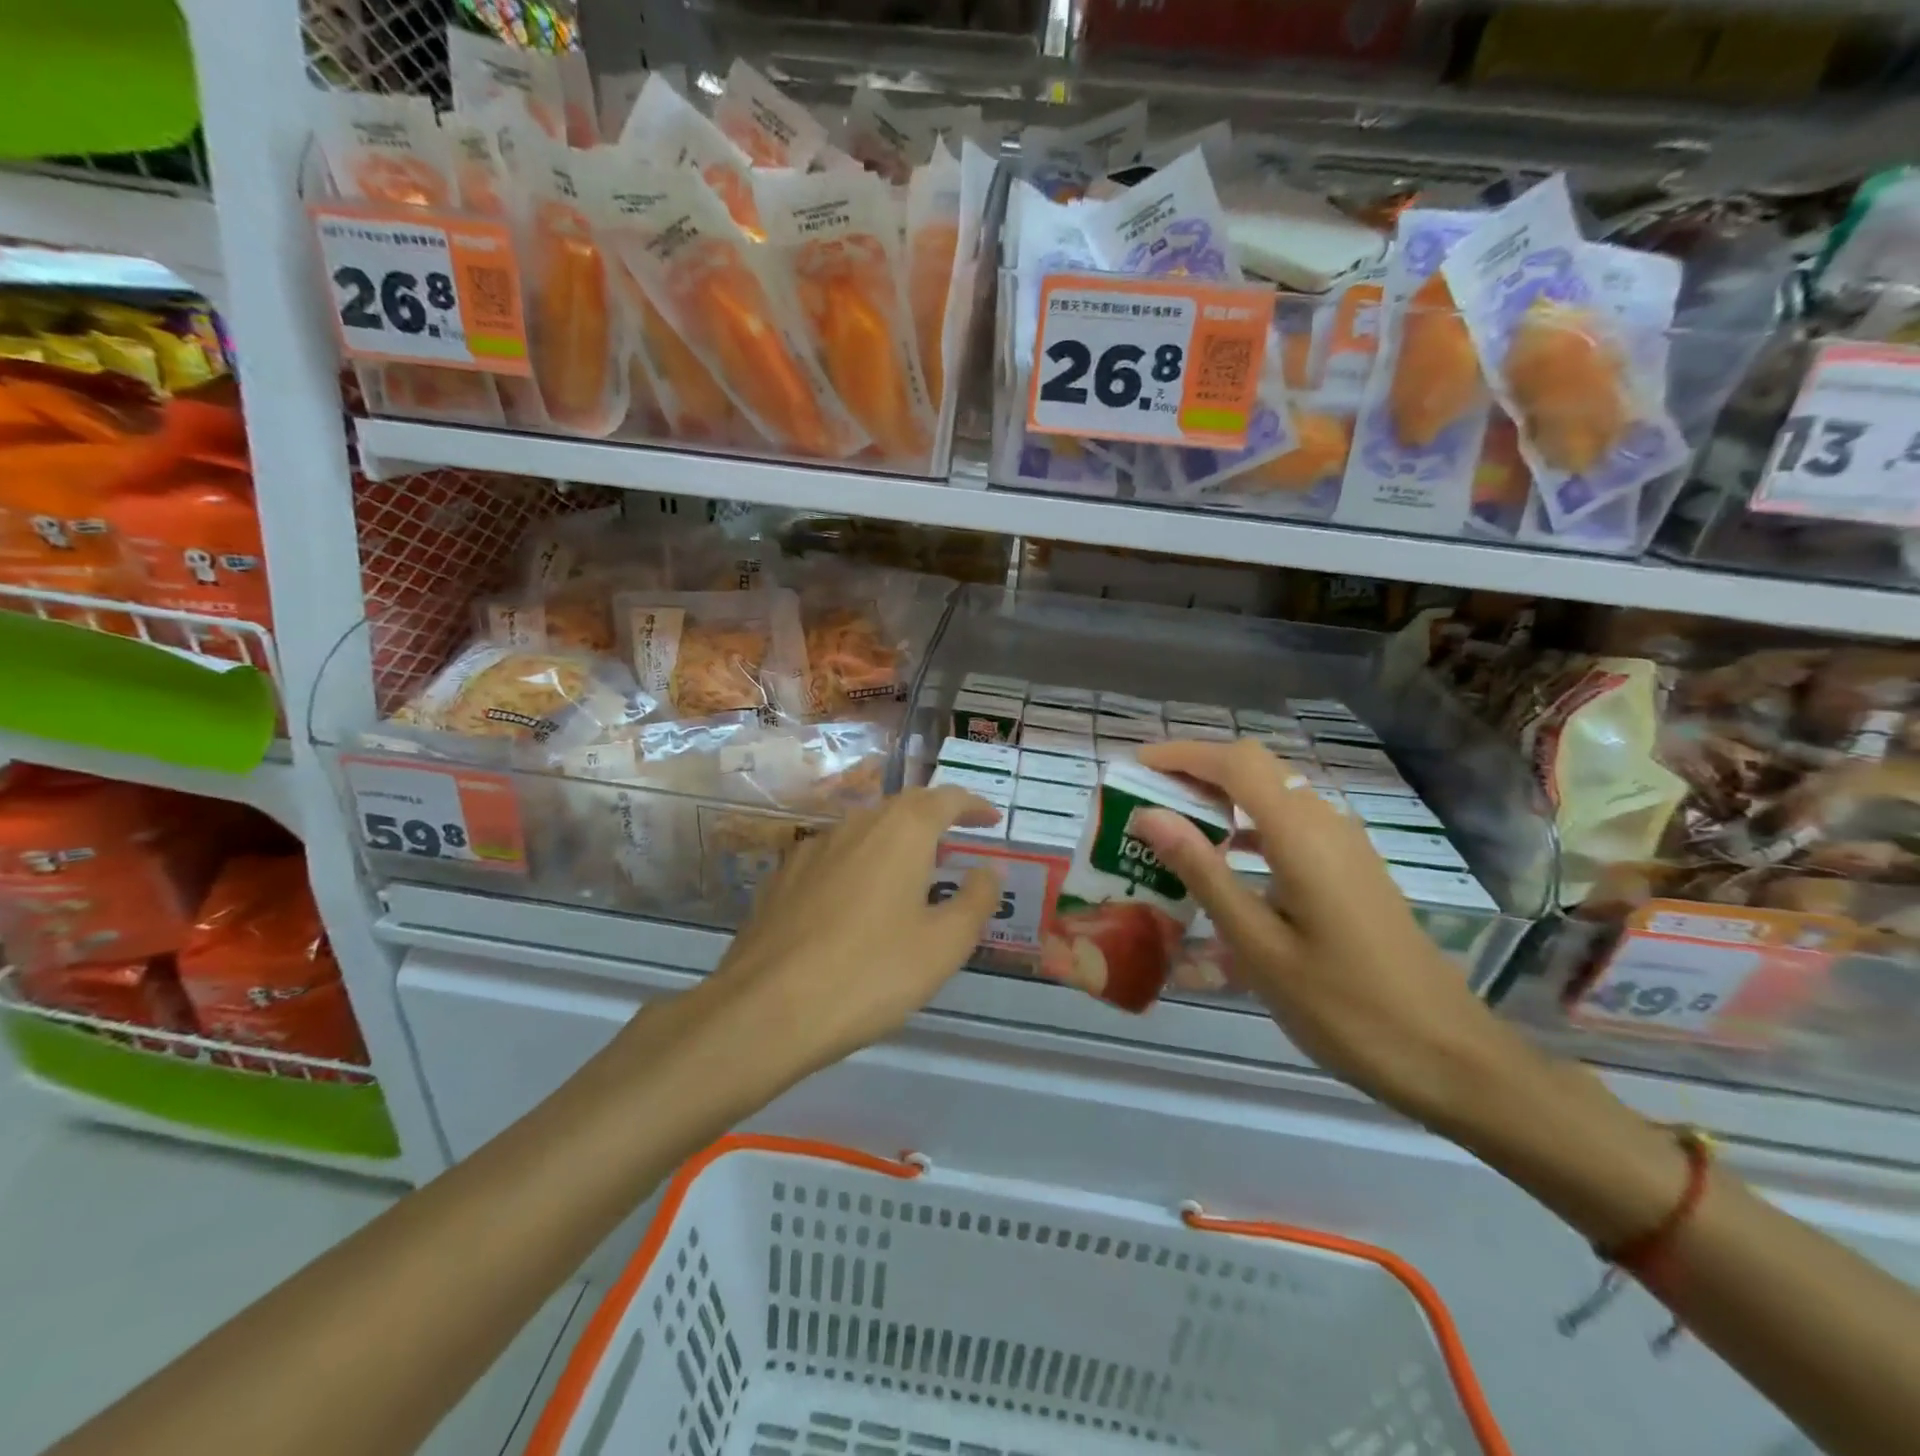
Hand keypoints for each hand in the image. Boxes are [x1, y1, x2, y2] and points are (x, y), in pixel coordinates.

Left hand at [707, 787, 1003, 1080]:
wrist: (766, 1009)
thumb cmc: (871, 972)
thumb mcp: (944, 944)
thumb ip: (976, 899)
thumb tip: (989, 869)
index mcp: (900, 831)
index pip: (945, 798)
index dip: (972, 806)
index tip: (991, 819)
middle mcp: (854, 826)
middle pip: (902, 809)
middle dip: (934, 820)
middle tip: (956, 844)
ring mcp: (811, 849)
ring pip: (864, 832)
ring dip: (894, 843)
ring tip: (911, 874)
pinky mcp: (782, 878)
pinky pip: (833, 858)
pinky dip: (858, 866)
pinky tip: (857, 902)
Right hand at [1133, 739, 1526, 1126]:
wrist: (1449, 1057)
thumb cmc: (1344, 1007)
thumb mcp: (1258, 945)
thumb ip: (1203, 872)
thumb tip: (1150, 815)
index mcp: (1302, 835)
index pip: (1235, 763)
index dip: (1181, 755)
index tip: (1134, 767)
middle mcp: (1326, 823)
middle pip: (1255, 768)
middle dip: (1196, 771)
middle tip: (1145, 798)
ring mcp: (1346, 846)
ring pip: (1273, 794)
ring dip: (1221, 797)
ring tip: (1172, 827)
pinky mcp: (1352, 870)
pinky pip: (1290, 825)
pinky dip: (1248, 825)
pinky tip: (1226, 862)